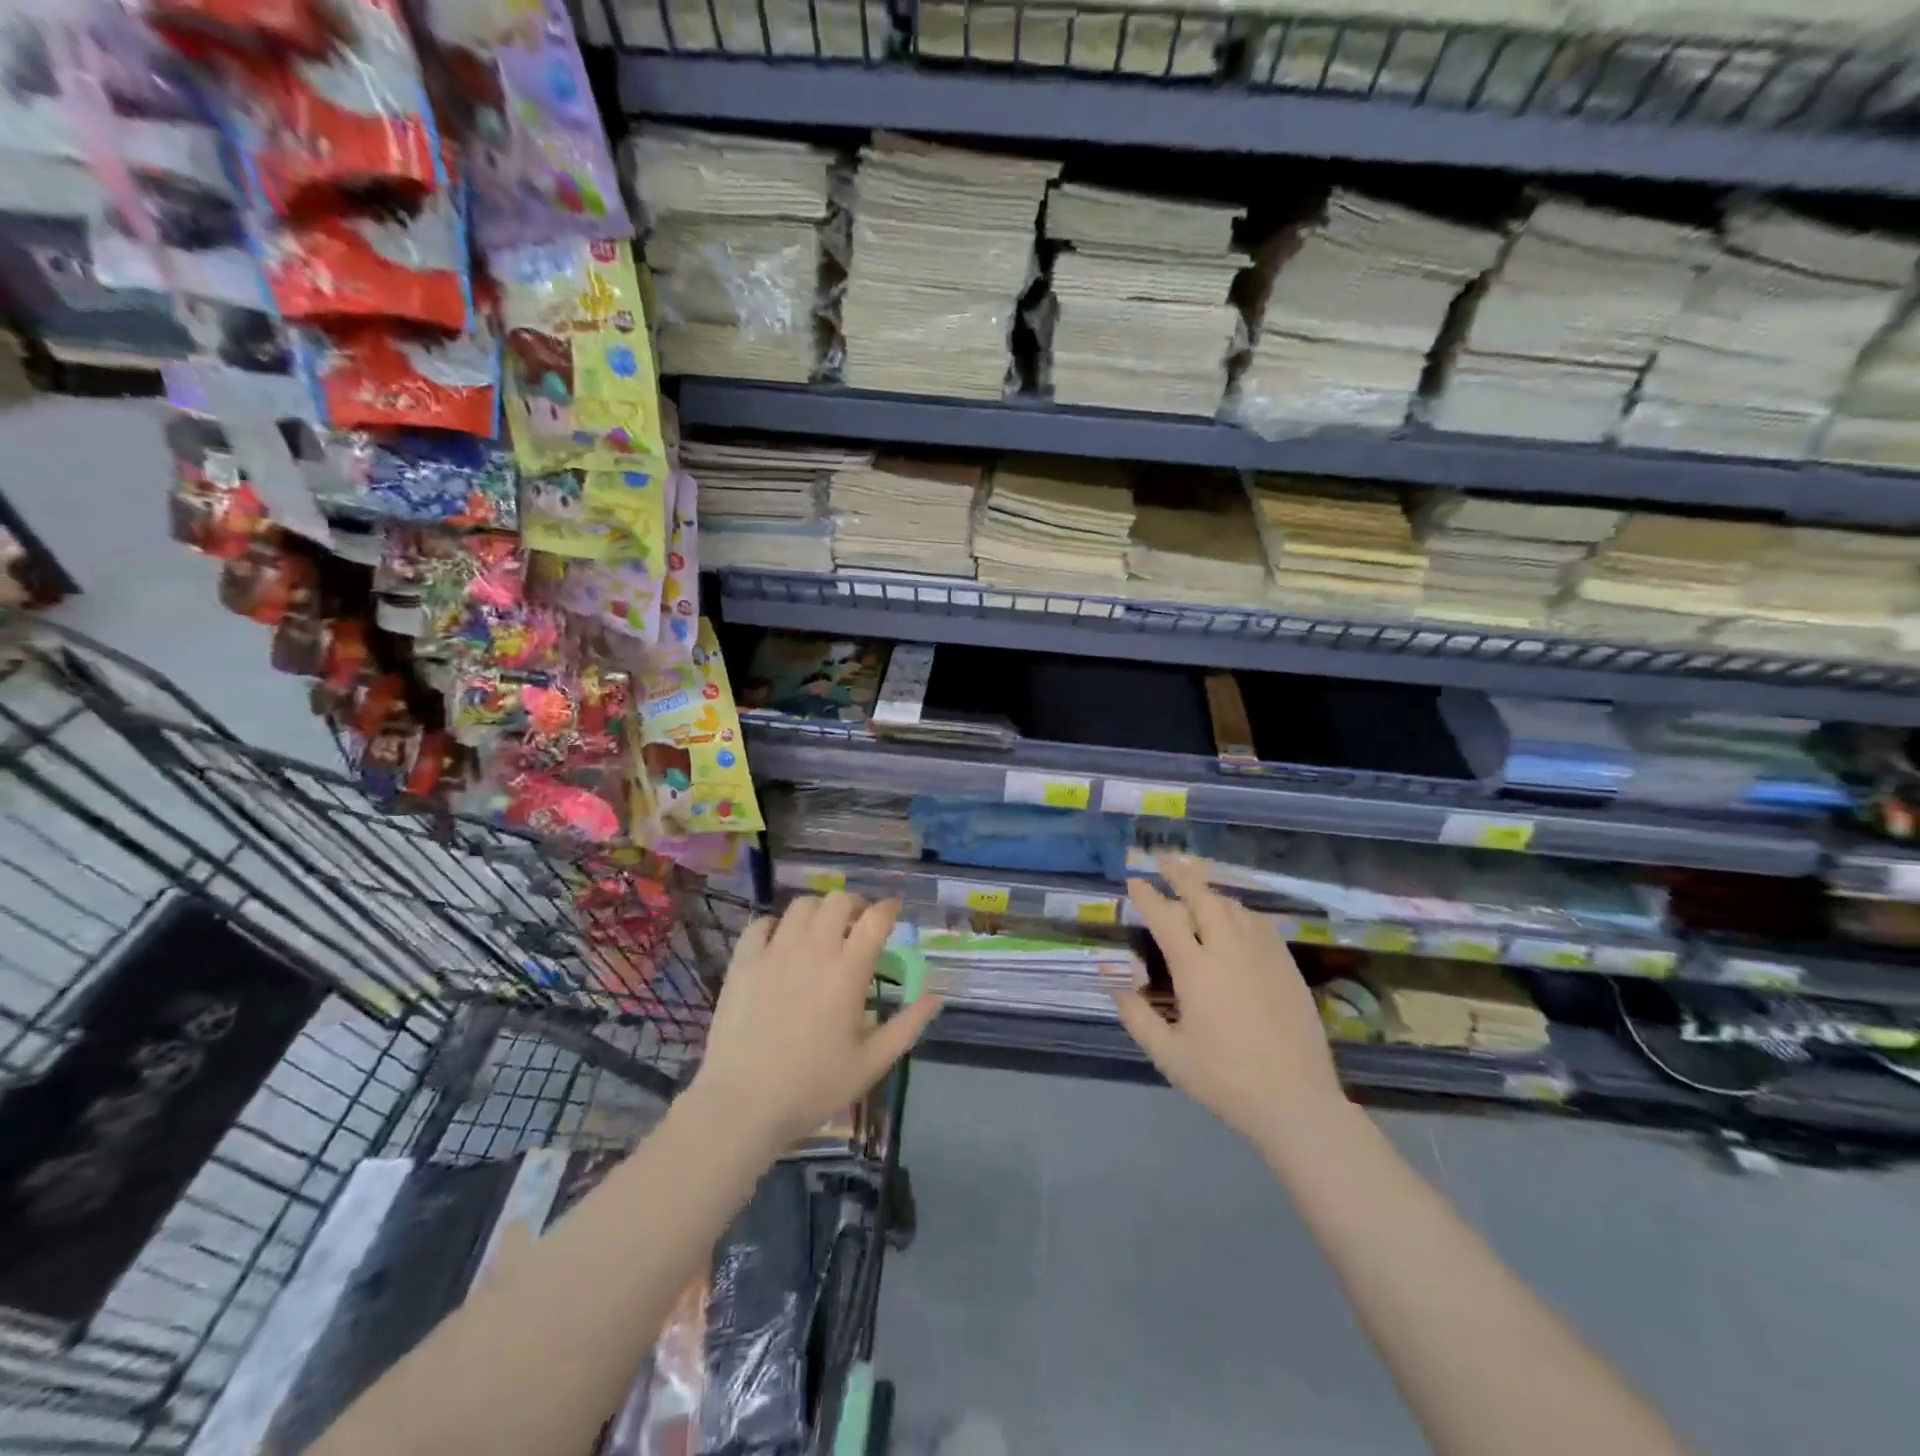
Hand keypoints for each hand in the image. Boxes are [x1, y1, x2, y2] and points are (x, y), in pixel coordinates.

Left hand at [689, 893, 941, 1154]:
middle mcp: (813, 951)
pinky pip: (761, 924)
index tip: (894, 910)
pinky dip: (777, 925)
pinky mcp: (743, 963)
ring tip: (822, 931)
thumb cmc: (812, 1087)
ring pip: (801, 905)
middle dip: (855, 904)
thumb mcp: (871, 1063)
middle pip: (838, 901)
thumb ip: (907, 1025)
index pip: (875, 919)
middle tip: (859, 924)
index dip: (889, 908)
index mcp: (847, 972)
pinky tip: (781, 942)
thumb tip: (936, 996)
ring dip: (819, 911)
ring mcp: (774, 953)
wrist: (742, 1105)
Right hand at [1114, 855, 1346, 1150]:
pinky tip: (1237, 918)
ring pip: (1234, 908)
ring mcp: (1263, 956)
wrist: (1296, 1101)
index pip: (1166, 918)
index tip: (1134, 881)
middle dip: (1182, 875)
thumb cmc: (1224, 1079)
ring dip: (1211, 892)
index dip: (1147, 896)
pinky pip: (1260, 925)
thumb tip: (1116, 987)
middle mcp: (1228, 950)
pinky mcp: (1287, 968)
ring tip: (1197, 887)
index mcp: (1196, 969)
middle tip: (1166, 859)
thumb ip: (1137, 1018)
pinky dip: (1241, 912)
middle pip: (1204, 898)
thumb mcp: (1169, 1055)